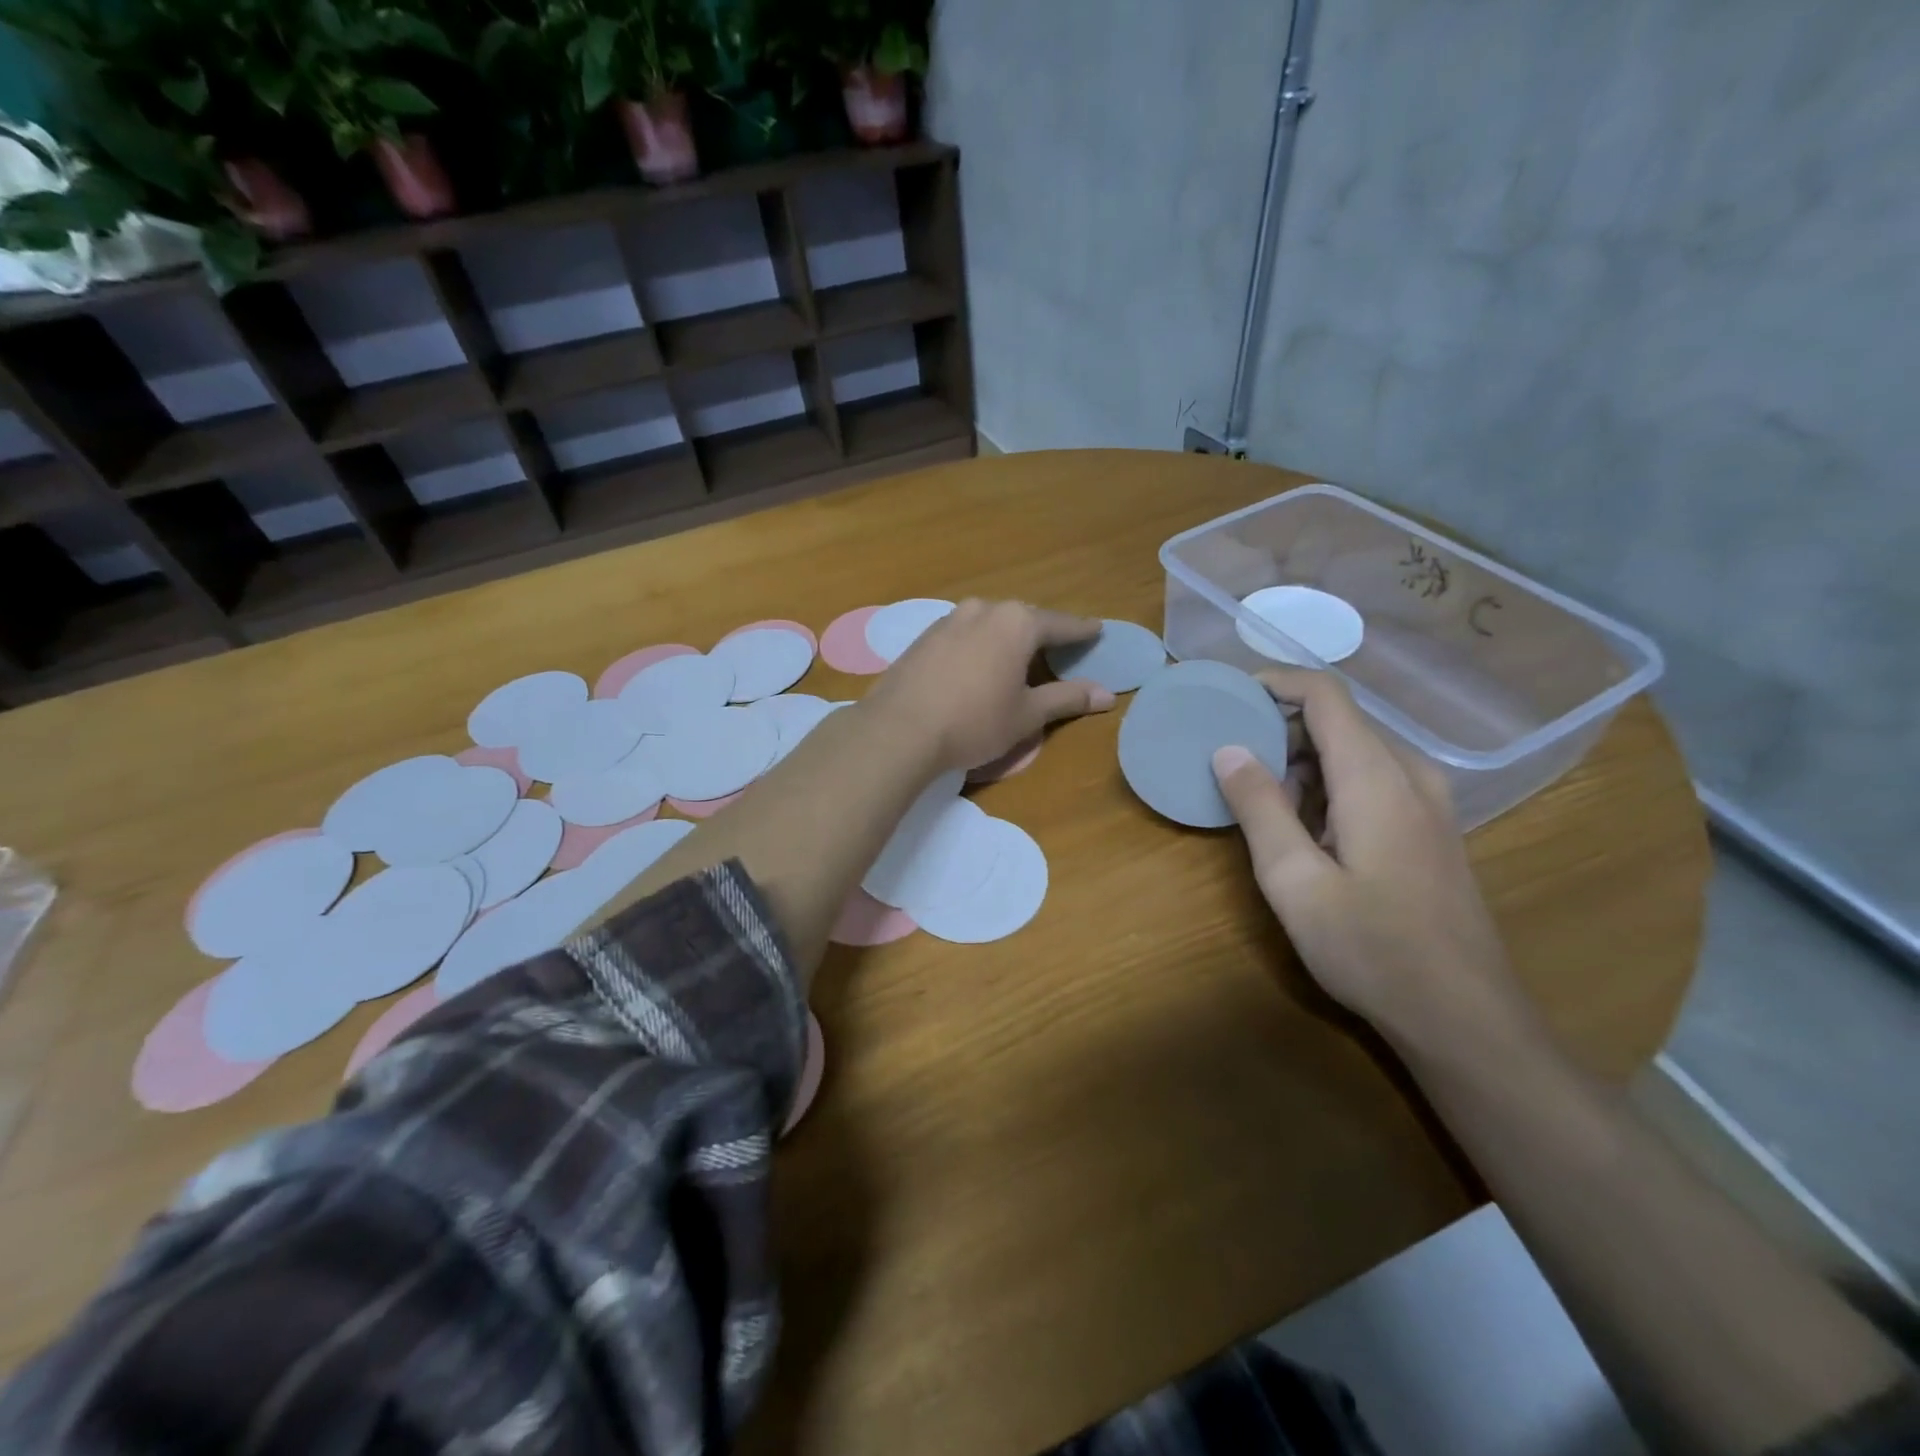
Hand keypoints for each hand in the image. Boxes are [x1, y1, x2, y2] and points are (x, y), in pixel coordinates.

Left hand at [862, 599, 1115, 772]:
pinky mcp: (924, 637)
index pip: (1059, 624)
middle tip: (1059, 646)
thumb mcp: (1027, 715)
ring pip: (989, 623)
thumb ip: (1067, 698)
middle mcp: (983, 610)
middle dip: (1042, 633)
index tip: (1097, 630)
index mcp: (1016, 623)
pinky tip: (977, 665)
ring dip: (1006, 637)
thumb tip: (1107, 694)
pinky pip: (963, 634)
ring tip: (1017, 655)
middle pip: (1023, 619)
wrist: (899, 730)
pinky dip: (978, 645)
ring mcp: (949, 620)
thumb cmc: (974, 722)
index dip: (1081, 631)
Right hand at [1210, 668, 1518, 1047]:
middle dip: (1280, 728)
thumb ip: (1259, 808)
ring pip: (1356, 752)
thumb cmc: (1372, 948)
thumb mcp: (1295, 881)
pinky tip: (1305, 832)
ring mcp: (1429, 803)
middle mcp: (1410, 775)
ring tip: (1260, 802)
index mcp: (1375, 777)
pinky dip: (1329, 786)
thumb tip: (1228, 748)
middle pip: (1340, 721)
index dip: (1275, 682)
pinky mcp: (1432, 829)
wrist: (1465, 1017)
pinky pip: (1373, 781)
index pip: (1326, 695)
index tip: (1229, 697)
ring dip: (1303, 762)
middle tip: (1230, 760)